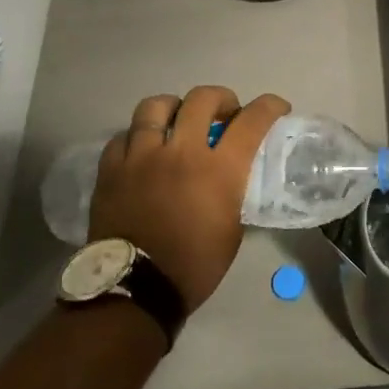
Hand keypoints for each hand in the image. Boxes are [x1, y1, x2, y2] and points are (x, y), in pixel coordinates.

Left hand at [87, 86, 290, 312]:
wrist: (136, 290)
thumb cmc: (194, 265)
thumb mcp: (232, 228)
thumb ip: (234, 191)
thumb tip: (234, 176)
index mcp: (219, 169)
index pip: (252, 120)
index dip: (270, 106)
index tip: (276, 107)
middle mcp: (181, 152)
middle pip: (203, 99)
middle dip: (221, 98)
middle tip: (224, 113)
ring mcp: (142, 156)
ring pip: (156, 106)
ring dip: (174, 108)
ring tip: (177, 120)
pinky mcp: (112, 168)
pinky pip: (124, 135)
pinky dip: (138, 136)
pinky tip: (143, 149)